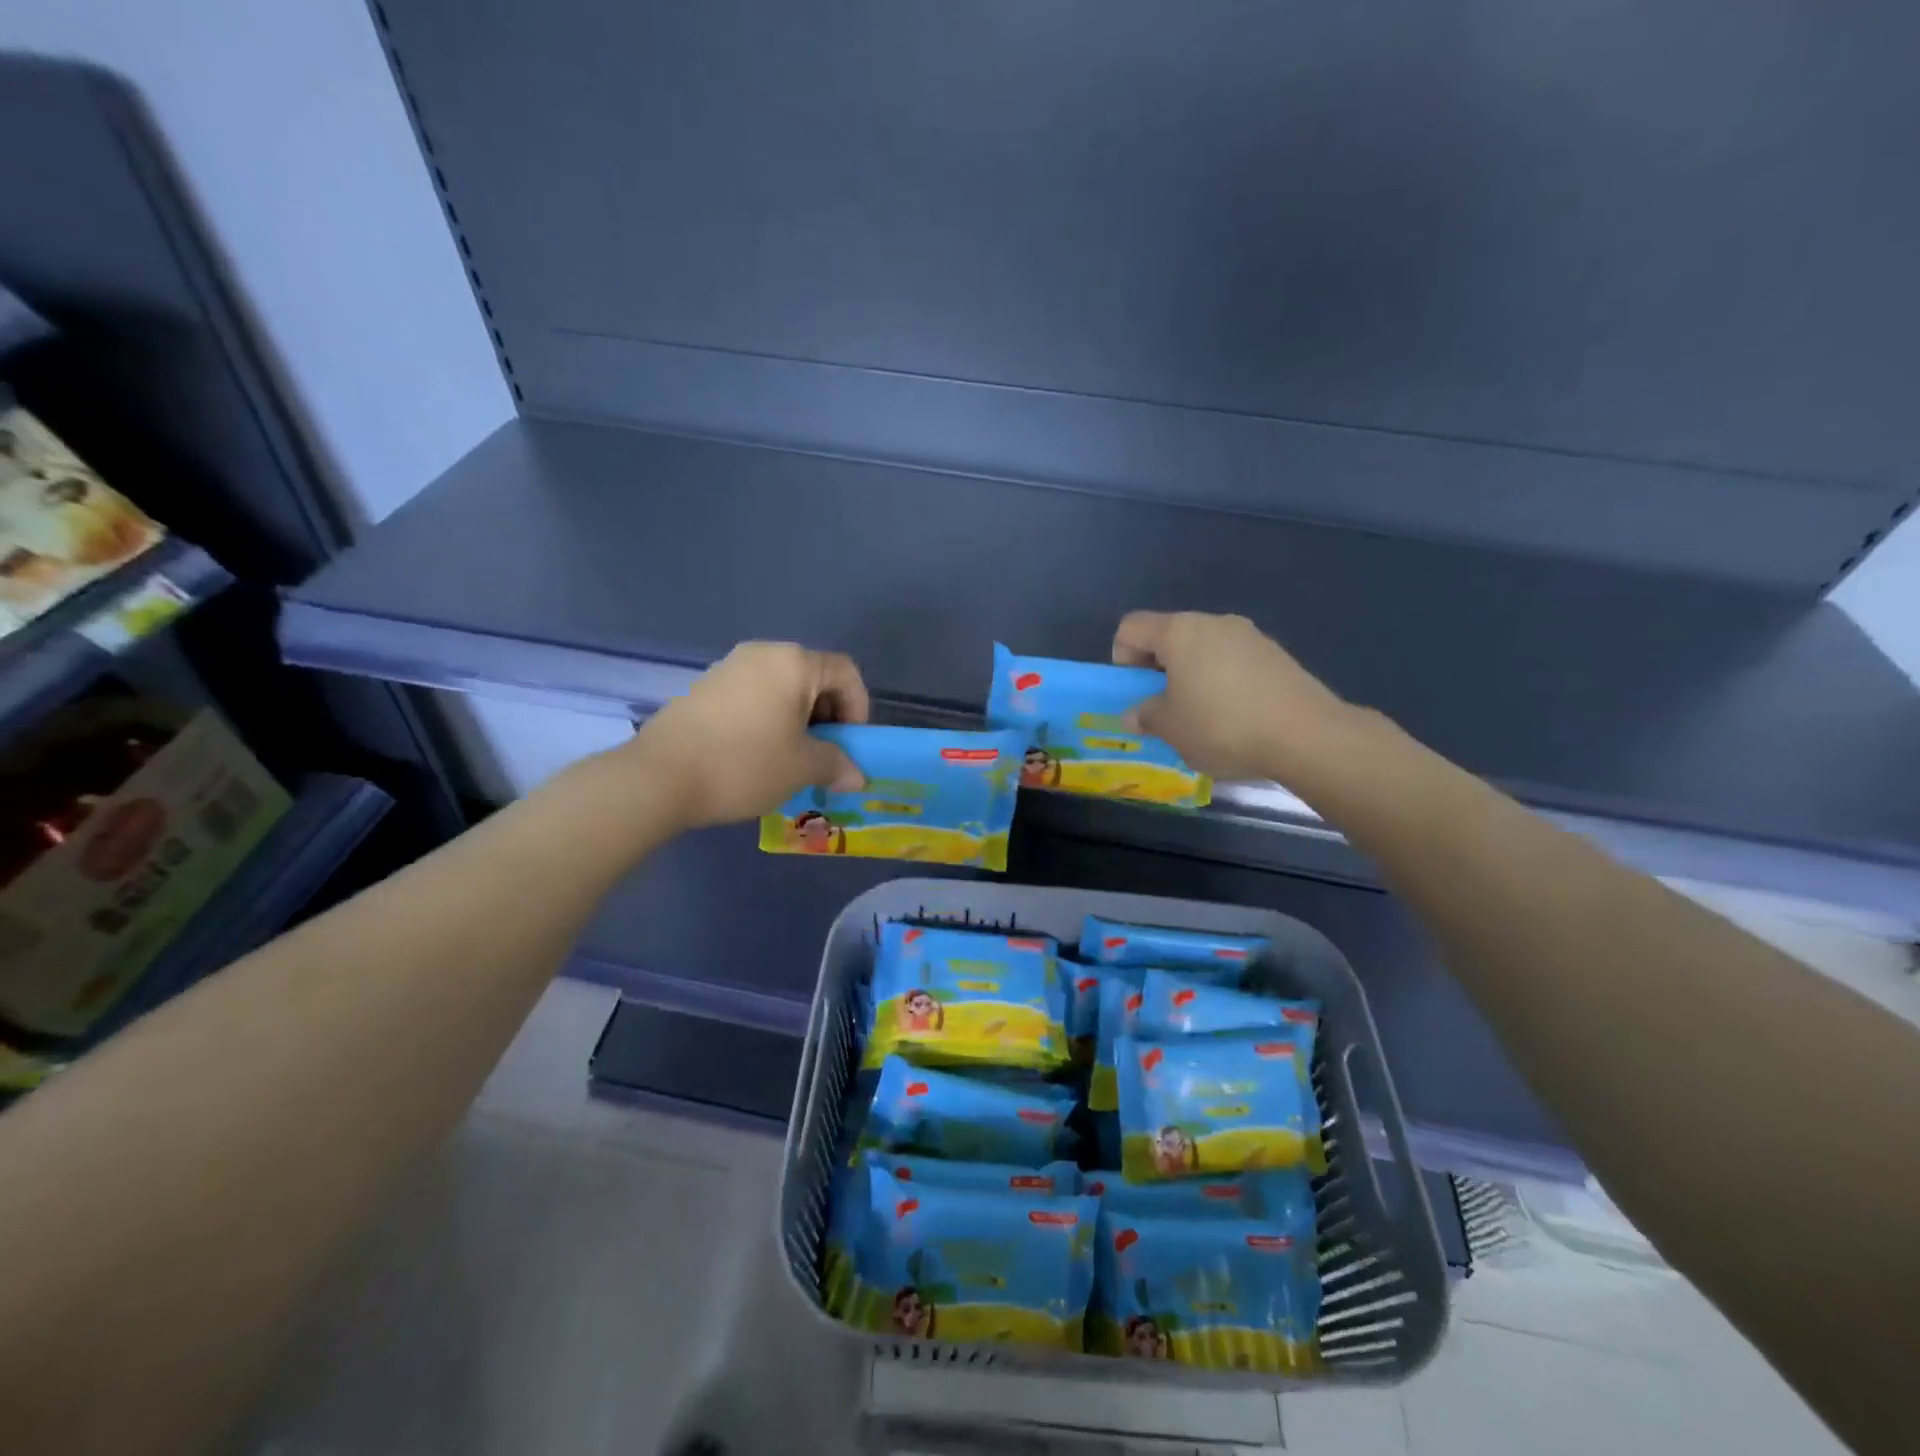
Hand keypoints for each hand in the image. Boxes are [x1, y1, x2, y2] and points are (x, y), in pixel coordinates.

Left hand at [630, 642, 869, 828]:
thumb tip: (856, 775)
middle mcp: (762, 654)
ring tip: (790, 759)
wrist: (659, 777)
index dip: (858, 708)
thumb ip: (837, 765)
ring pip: (780, 689)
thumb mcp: (802, 768)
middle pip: (812, 677)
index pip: (845, 672)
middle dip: (827, 716)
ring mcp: (728, 668)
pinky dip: (767, 720)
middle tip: (824, 755)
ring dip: (797, 720)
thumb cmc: (744, 764)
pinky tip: (755, 755)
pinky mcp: (703, 688)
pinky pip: (752, 697)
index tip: (850, 745)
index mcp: (793, 663)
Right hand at [1113, 611, 1350, 782]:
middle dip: (1158, 670)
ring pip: (1203, 650)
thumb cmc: (1222, 726)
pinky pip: (1233, 663)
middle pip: (1169, 637)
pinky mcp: (1276, 655)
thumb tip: (1135, 714)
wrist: (1306, 735)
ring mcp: (1250, 636)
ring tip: (1202, 717)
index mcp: (1180, 631)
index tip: (1136, 693)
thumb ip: (1145, 716)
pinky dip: (1223, 683)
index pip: (1131, 627)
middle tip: (1165, 709)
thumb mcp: (1170, 728)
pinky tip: (1235, 717)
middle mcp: (1214, 623)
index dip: (1121, 658)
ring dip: (1191, 677)